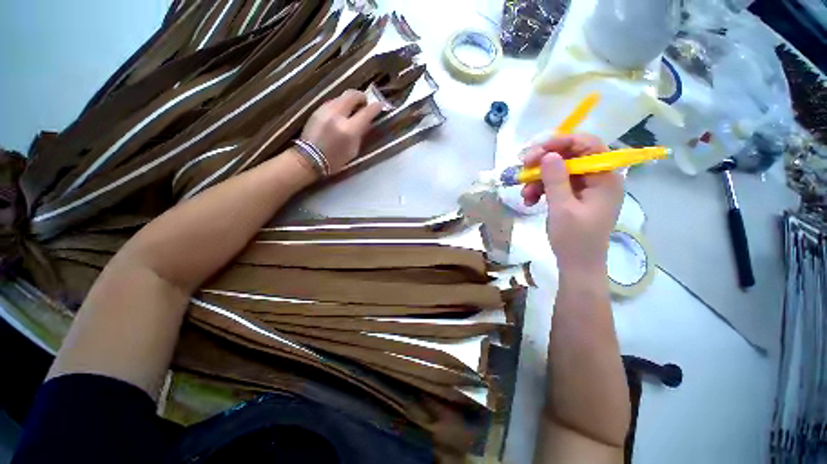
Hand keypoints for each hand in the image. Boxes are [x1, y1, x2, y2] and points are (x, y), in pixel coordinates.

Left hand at [300, 89, 382, 173]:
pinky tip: (340, 115)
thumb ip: (360, 134)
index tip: (381, 105)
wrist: (309, 158)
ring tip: (353, 110)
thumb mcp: (353, 150)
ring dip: (350, 101)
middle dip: (361, 97)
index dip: (376, 107)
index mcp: (349, 129)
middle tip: (365, 103)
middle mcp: (337, 115)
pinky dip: (340, 105)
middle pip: (352, 95)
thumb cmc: (335, 159)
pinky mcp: (317, 110)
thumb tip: (366, 122)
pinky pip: (333, 102)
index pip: (367, 112)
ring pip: (341, 97)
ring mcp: (325, 110)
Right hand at [521, 134, 623, 273]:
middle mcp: (598, 177)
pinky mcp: (574, 195)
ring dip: (538, 178)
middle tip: (523, 167)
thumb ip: (556, 180)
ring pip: (559, 170)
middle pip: (571, 155)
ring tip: (524, 194)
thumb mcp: (562, 209)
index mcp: (605, 177)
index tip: (535, 149)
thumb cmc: (574, 239)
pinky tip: (529, 200)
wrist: (576, 264)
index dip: (561, 142)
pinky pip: (555, 183)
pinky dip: (540, 188)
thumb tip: (548, 154)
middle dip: (544, 160)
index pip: (588, 145)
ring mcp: (585, 187)